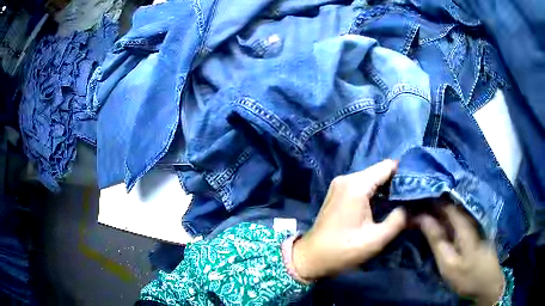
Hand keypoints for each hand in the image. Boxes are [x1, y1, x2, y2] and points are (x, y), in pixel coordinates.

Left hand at [292, 160, 406, 279]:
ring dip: (386, 187)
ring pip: (371, 178)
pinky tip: (386, 203)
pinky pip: (362, 185)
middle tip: (413, 194)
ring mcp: (340, 184)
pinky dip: (375, 192)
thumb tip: (412, 208)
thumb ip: (398, 220)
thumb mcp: (376, 239)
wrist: (311, 257)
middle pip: (379, 171)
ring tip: (403, 199)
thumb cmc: (343, 250)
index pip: (388, 166)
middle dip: (397, 181)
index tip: (418, 184)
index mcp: (356, 185)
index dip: (405, 173)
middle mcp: (347, 178)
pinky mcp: (338, 192)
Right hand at [417, 205, 504, 305]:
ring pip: (451, 209)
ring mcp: (471, 222)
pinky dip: (444, 217)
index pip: (443, 202)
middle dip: (430, 203)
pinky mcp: (472, 230)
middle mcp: (469, 216)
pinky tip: (435, 220)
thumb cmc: (468, 276)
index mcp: (463, 222)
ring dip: (436, 209)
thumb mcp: (449, 263)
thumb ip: (437, 239)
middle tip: (411, 206)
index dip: (427, 198)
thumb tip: (422, 218)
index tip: (411, 199)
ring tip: (419, 210)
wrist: (488, 283)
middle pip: (447, 203)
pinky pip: (455, 218)